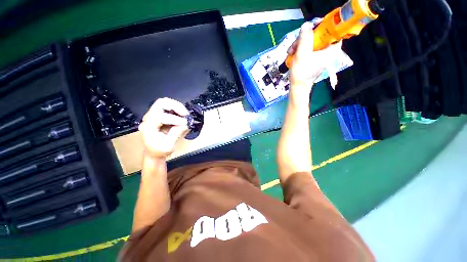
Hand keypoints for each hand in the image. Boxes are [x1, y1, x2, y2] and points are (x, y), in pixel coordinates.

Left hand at [138, 98, 188, 159]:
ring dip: (177, 106)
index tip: (185, 123)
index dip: (174, 118)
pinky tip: (182, 115)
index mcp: (148, 127)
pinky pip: (168, 106)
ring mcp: (153, 115)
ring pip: (165, 102)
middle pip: (161, 103)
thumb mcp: (168, 146)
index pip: (159, 116)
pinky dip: (177, 108)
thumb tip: (185, 123)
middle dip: (175, 106)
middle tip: (185, 114)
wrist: (154, 152)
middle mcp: (148, 118)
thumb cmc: (159, 151)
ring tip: (185, 114)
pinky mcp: (159, 115)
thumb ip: (176, 134)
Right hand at [287, 20, 341, 103]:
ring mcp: (320, 56)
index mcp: (331, 49)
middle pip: (319, 36)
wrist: (298, 87)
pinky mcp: (313, 60)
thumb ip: (304, 37)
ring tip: (290, 52)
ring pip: (311, 43)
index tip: (311, 27)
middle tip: (294, 45)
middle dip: (304, 38)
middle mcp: (327, 51)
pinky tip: (292, 54)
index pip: (332, 31)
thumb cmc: (302, 72)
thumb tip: (306, 25)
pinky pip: (308, 49)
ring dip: (299, 45)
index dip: (323, 26)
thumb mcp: (302, 53)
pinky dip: (300, 50)